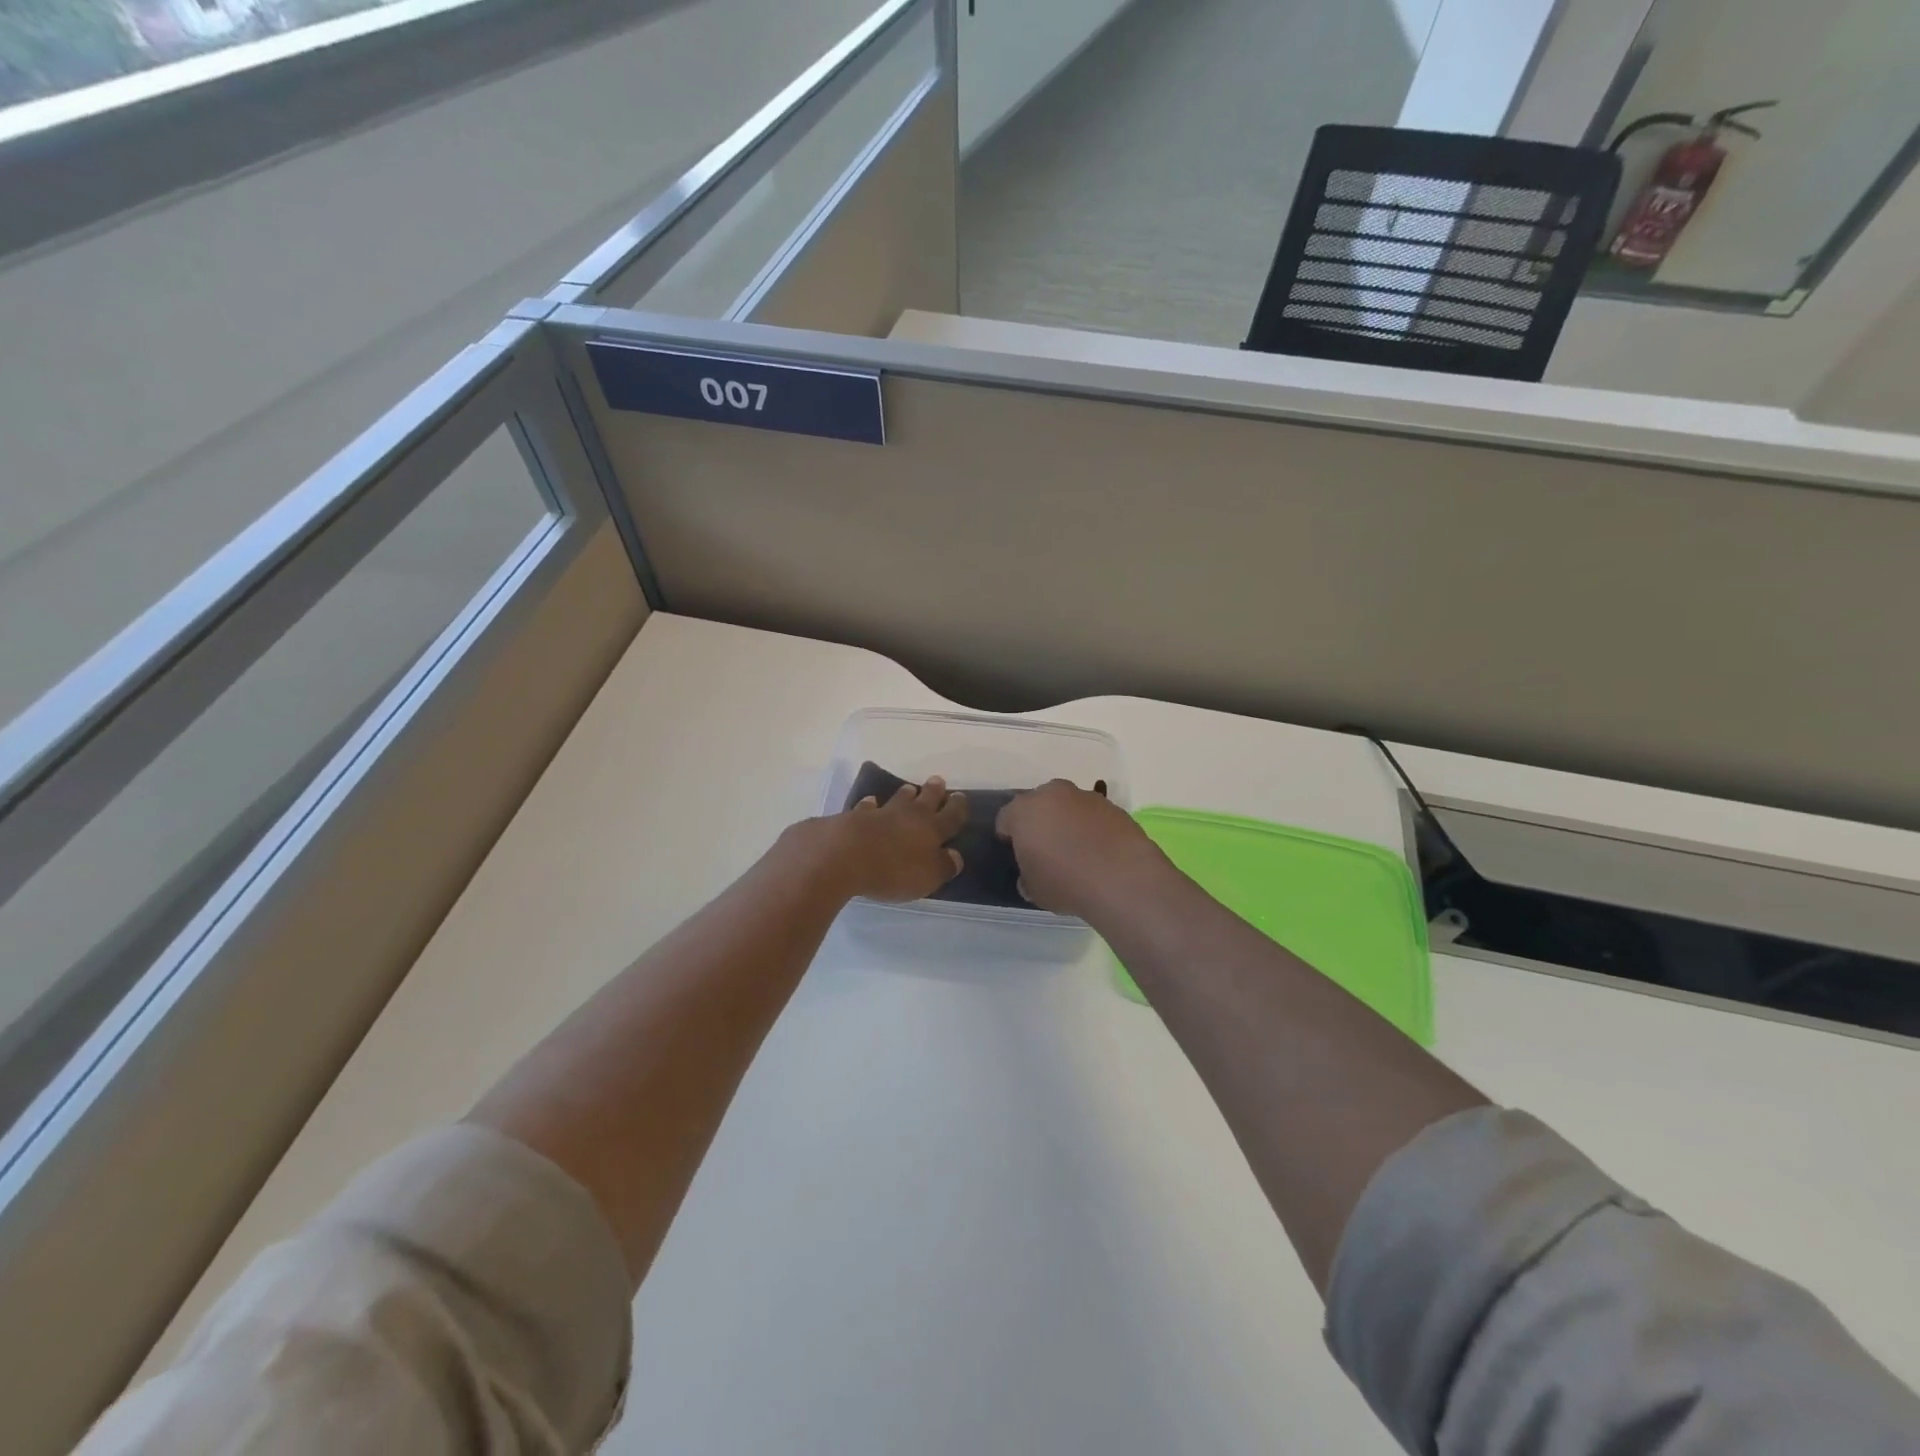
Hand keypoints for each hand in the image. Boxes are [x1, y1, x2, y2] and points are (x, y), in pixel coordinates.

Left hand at [819, 777, 966, 902]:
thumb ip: (944, 866)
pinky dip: (870, 804)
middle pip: (925, 799)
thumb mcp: (927, 876)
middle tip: (937, 781)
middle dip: (934, 791)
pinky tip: (870, 802)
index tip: (960, 796)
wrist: (843, 856)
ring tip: (909, 788)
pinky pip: (867, 807)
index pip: (951, 816)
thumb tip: (955, 856)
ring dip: (905, 794)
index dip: (957, 807)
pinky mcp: (854, 817)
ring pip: (897, 799)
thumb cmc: (893, 870)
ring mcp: (880, 813)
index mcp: (932, 830)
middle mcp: (909, 816)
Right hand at [995, 780, 1165, 918]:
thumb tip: (1030, 876)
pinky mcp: (1113, 806)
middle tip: (1045, 848)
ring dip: (1068, 822)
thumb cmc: (1065, 882)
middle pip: (1038, 804)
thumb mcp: (1034, 889)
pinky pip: (1093, 815)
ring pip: (1068, 806)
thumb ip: (1027, 876)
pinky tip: (1099, 851)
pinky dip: (1092, 827)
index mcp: (1024, 811)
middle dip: (1039, 821)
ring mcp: (1086, 797)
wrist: (1122, 879)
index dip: (1008, 836)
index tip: (1015, 853)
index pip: (1005, 818)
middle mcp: (1052, 794)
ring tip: (1077, 851)